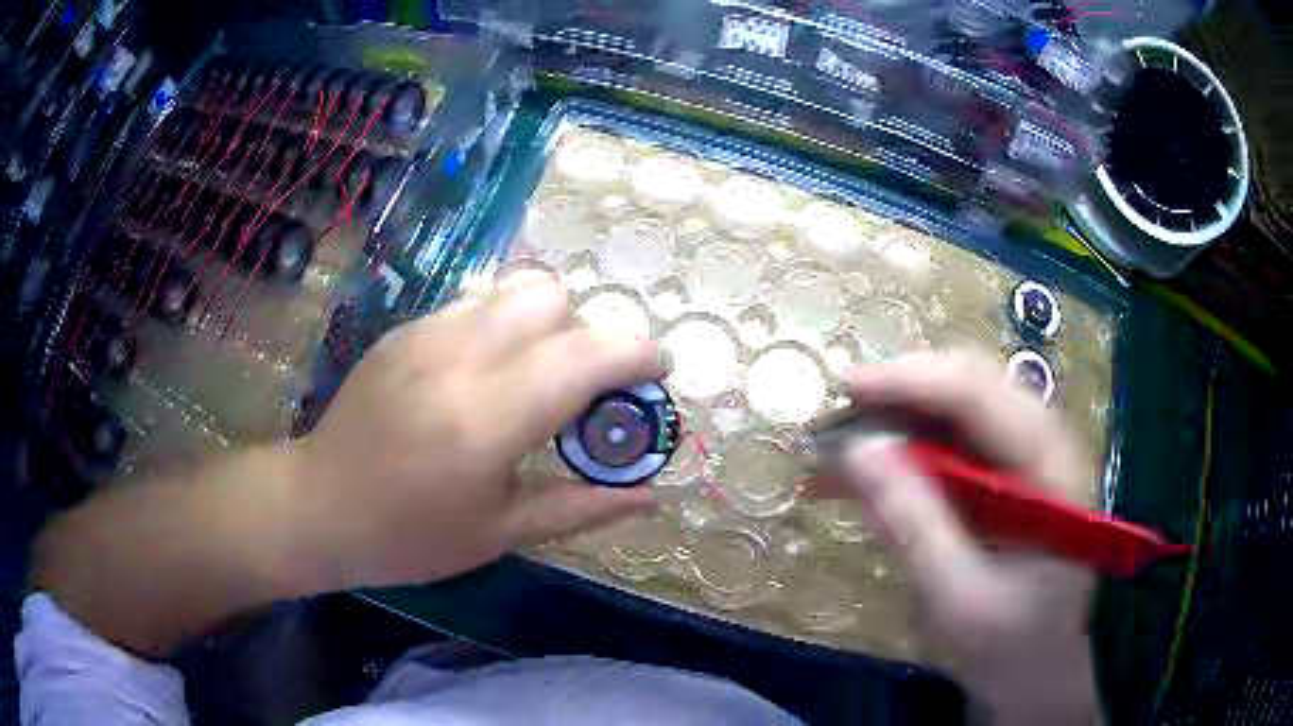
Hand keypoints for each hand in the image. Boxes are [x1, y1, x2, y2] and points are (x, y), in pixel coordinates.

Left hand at [290, 270, 662, 590]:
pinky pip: (477, 303)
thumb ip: (581, 507)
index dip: (638, 354)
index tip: (657, 374)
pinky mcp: (405, 329)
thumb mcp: (501, 535)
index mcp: (488, 420)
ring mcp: (426, 334)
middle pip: (555, 299)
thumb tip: (648, 494)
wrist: (320, 506)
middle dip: (590, 334)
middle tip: (585, 388)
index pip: (587, 354)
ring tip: (536, 375)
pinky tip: (485, 373)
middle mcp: (460, 358)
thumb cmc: (410, 537)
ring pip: (516, 289)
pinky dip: (505, 326)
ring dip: (548, 323)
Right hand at [841, 351, 1099, 725]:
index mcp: (1050, 467)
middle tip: (840, 422)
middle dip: (901, 396)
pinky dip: (911, 452)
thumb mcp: (958, 597)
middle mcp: (1046, 444)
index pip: (980, 393)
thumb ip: (913, 525)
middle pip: (970, 386)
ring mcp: (1030, 457)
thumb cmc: (1012, 644)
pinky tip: (874, 475)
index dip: (911, 381)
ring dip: (901, 422)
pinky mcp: (1011, 476)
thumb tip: (858, 451)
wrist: (1043, 671)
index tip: (847, 389)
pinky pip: (956, 443)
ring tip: (845, 451)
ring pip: (959, 410)